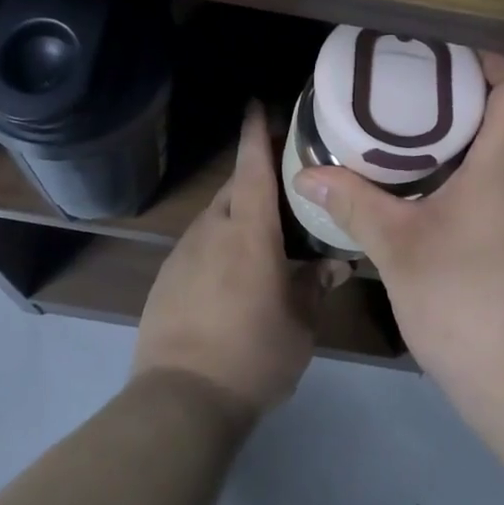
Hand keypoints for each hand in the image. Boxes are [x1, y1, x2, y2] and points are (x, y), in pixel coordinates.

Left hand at [134, 103, 351, 419]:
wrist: (180, 400)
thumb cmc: (252, 353)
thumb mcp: (300, 323)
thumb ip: (317, 285)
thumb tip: (336, 263)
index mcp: (248, 230)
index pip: (253, 166)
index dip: (256, 133)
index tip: (257, 104)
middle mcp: (212, 229)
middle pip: (234, 188)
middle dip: (255, 177)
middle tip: (285, 185)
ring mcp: (183, 253)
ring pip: (216, 217)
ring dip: (238, 215)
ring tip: (264, 234)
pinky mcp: (166, 279)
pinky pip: (199, 246)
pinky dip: (219, 245)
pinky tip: (233, 275)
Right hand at [294, 53, 503, 417]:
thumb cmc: (467, 300)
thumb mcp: (399, 248)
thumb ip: (355, 203)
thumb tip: (307, 176)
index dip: (491, 61)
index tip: (451, 63)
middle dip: (489, 98)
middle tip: (437, 103)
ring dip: (500, 142)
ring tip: (447, 150)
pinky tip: (471, 210)